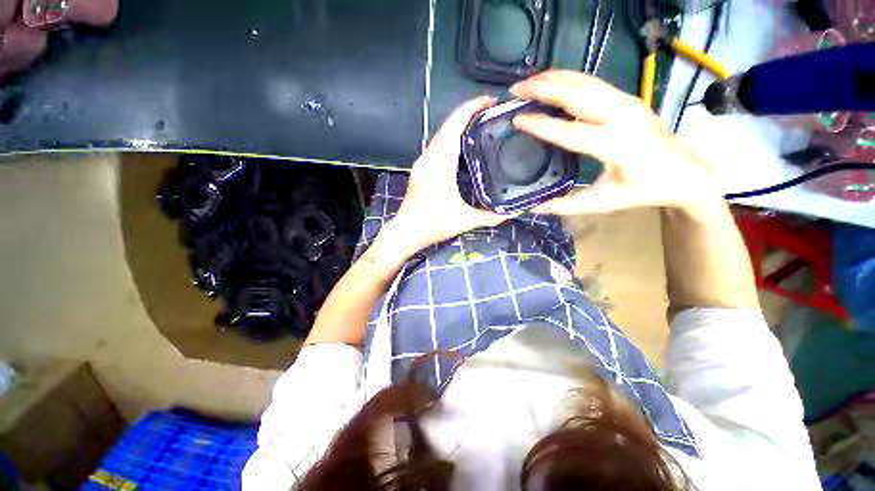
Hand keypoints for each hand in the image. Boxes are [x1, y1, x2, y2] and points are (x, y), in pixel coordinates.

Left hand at [384, 96, 509, 254]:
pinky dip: (450, 137)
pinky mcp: (420, 169)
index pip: (454, 126)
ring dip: (458, 125)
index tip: (489, 100)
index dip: (470, 108)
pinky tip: (462, 144)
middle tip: (490, 111)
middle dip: (467, 113)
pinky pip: (436, 145)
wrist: (406, 232)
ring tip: (479, 124)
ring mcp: (422, 162)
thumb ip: (492, 216)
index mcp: (440, 164)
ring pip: (440, 134)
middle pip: (447, 126)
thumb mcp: (466, 220)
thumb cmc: (433, 224)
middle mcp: (429, 157)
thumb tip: (516, 211)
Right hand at [509, 71, 722, 215]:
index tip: (516, 119)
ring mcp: (627, 102)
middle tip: (515, 90)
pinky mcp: (627, 98)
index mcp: (616, 145)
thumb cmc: (644, 190)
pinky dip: (568, 79)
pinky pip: (593, 82)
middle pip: (577, 94)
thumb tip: (534, 207)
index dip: (541, 125)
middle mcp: (622, 116)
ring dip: (554, 78)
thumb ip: (566, 205)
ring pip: (585, 81)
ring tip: (527, 81)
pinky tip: (552, 81)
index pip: (570, 131)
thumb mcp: (604, 202)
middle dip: (543, 87)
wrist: (686, 172)